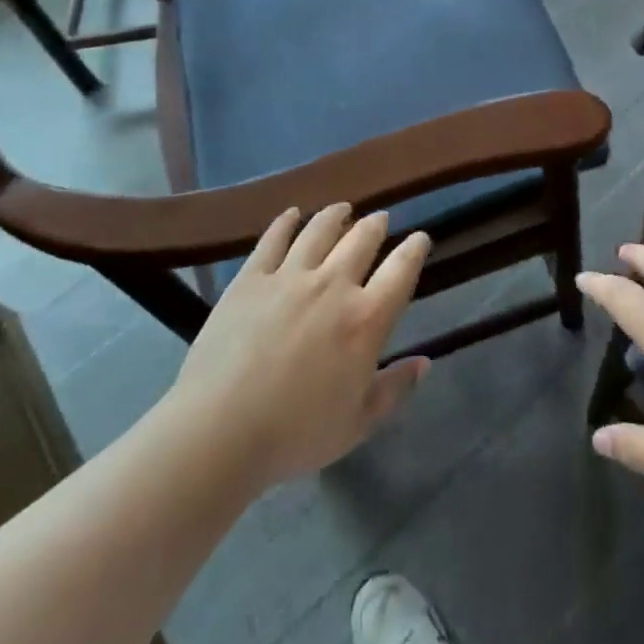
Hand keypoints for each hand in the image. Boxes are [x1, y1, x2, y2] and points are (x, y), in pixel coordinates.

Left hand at [168, 204, 430, 489]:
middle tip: (380, 219)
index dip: (415, 249)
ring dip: (336, 215)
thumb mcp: (358, 423)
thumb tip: (425, 363)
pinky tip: (292, 214)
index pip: (402, 269)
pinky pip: (273, 240)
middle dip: (376, 225)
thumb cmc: (295, 434)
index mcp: (366, 319)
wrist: (218, 432)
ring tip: (343, 208)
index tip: (420, 238)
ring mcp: (289, 277)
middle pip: (362, 239)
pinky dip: (286, 222)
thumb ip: (395, 389)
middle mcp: (333, 285)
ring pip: (320, 231)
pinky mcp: (250, 280)